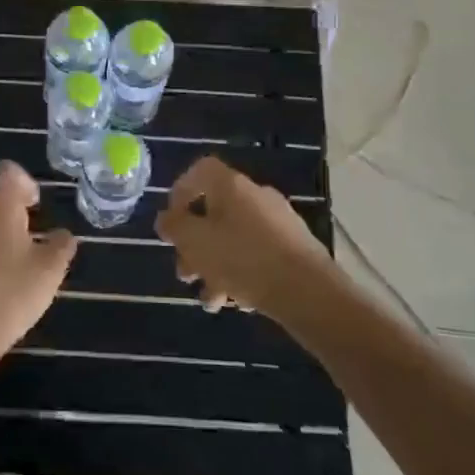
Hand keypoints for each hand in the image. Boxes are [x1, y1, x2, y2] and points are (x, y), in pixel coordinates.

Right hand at [156, 156, 336, 315]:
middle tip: (185, 274)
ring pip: (233, 239)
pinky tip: (237, 302)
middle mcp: (255, 196)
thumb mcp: (195, 241)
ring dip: (215, 268)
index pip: (199, 171)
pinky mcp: (294, 248)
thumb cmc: (243, 258)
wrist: (308, 292)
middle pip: (214, 212)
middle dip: (194, 246)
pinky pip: (256, 255)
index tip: (171, 224)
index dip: (179, 193)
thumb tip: (166, 218)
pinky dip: (241, 274)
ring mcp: (278, 222)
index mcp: (230, 185)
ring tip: (210, 301)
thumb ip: (174, 227)